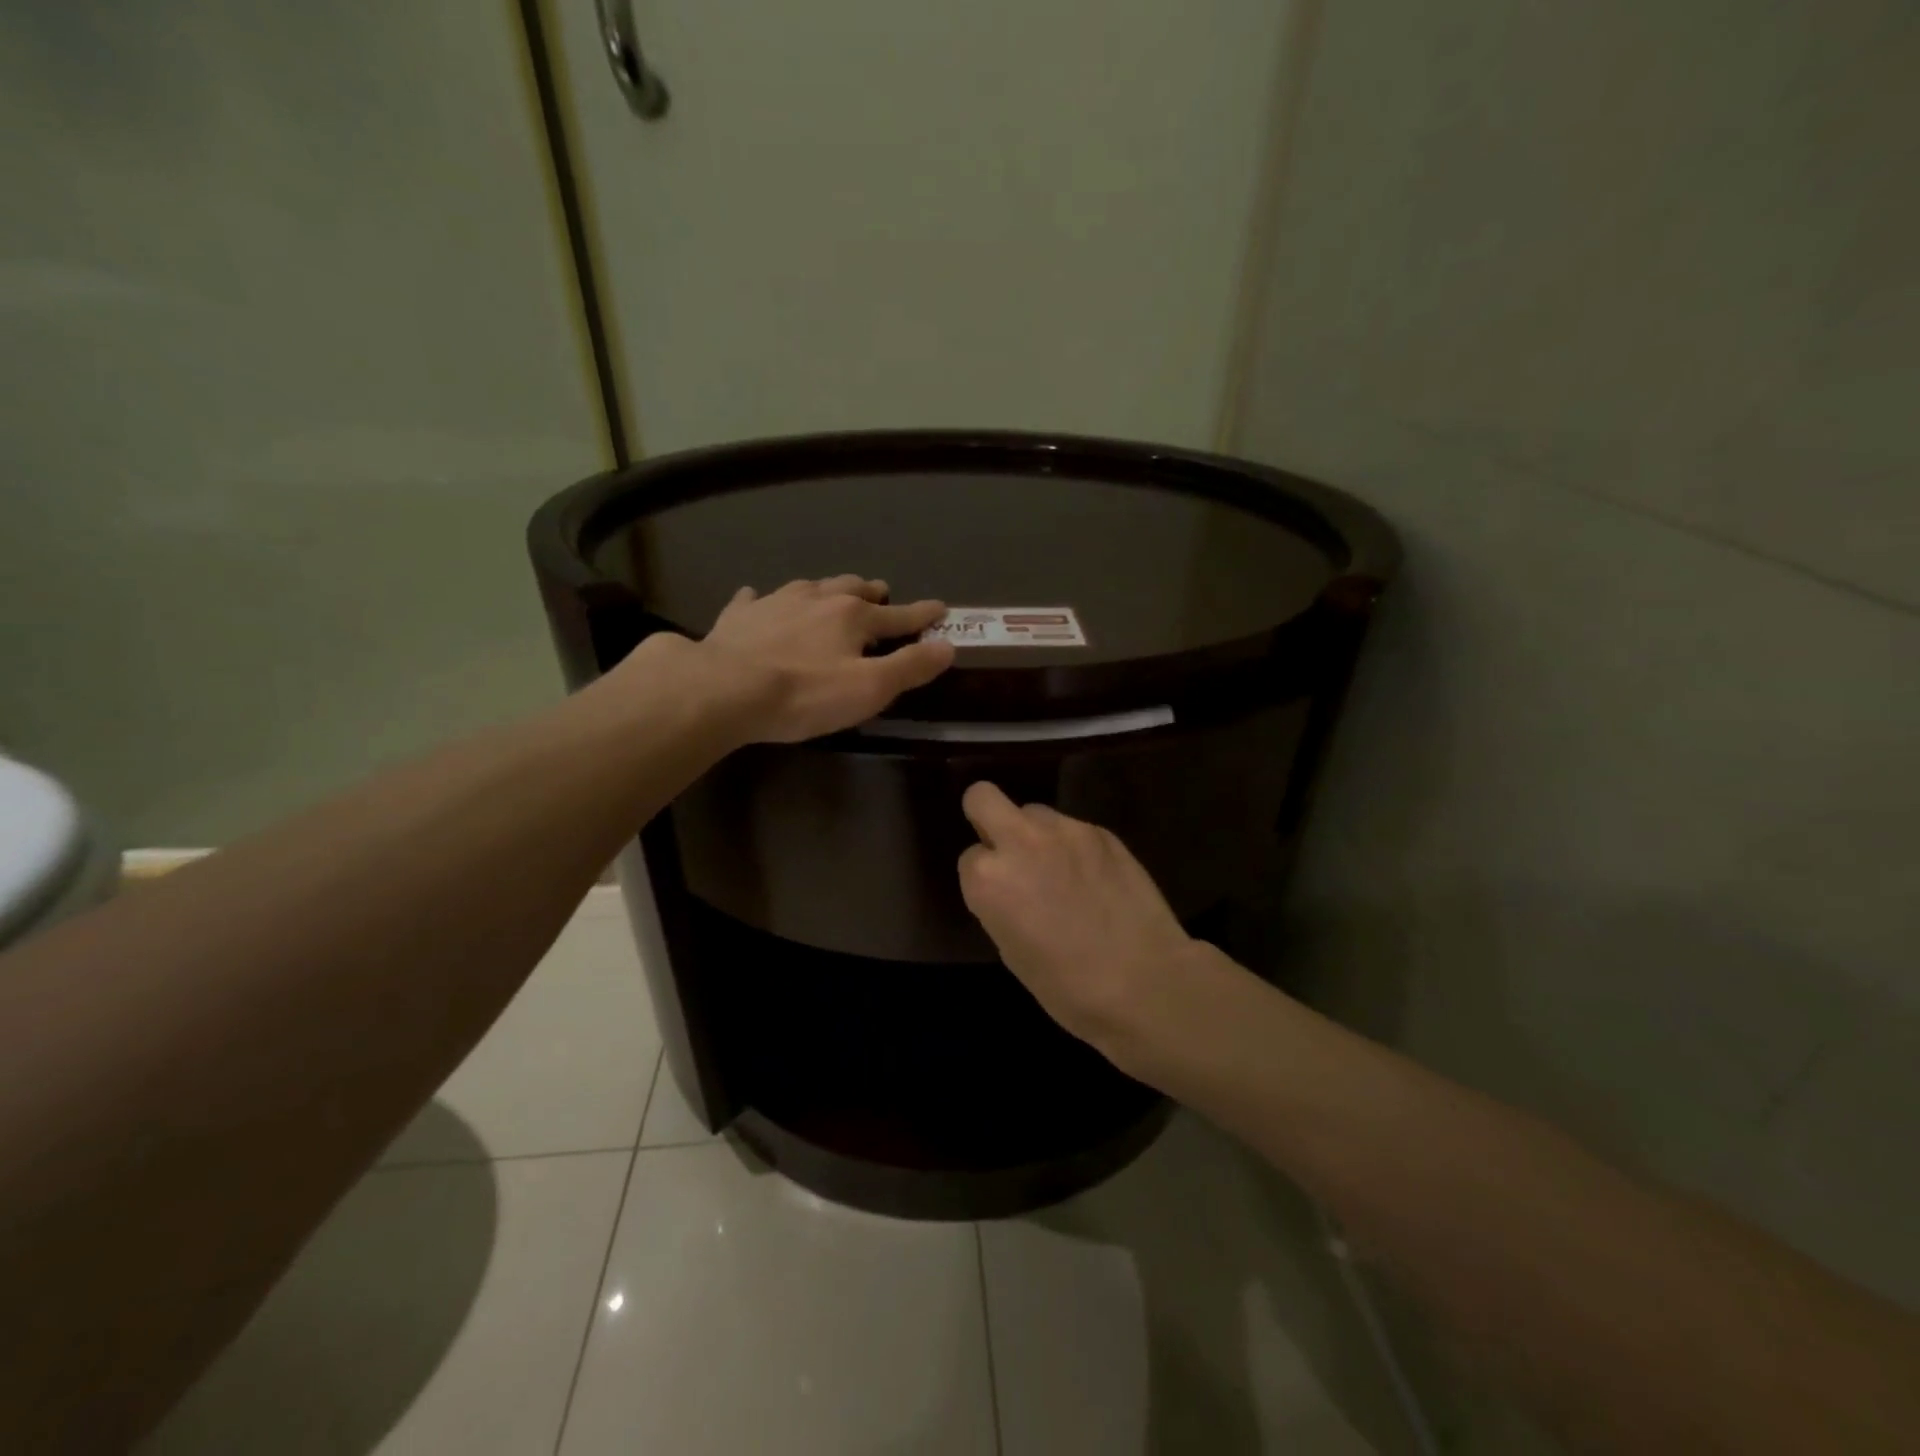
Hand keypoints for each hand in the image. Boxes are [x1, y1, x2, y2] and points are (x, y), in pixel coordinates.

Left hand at [695, 575, 953, 742]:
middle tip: (880, 593)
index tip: (941, 608)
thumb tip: (948, 646)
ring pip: (810, 586)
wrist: (724, 689)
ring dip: (826, 588)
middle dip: (871, 592)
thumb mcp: (870, 689)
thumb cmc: (805, 694)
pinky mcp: (740, 616)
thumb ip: (910, 667)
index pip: (898, 615)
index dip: (922, 614)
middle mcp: (817, 599)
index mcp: (853, 617)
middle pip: (852, 589)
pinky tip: (757, 597)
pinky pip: (754, 599)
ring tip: (832, 591)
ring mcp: (775, 602)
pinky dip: (762, 598)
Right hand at [957, 782, 1208, 1066]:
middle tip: (1008, 849)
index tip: (1001, 896)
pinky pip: (1073, 828)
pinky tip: (1094, 878)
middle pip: (983, 797)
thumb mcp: (1012, 951)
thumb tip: (1010, 887)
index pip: (970, 856)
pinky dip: (1074, 847)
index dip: (983, 875)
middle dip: (987, 817)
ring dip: (1036, 835)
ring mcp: (1064, 830)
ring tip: (1060, 871)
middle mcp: (1020, 841)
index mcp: (988, 878)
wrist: (1143, 982)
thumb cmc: (1067, 986)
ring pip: (1033, 812)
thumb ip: (999, 903)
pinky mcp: (1101, 831)